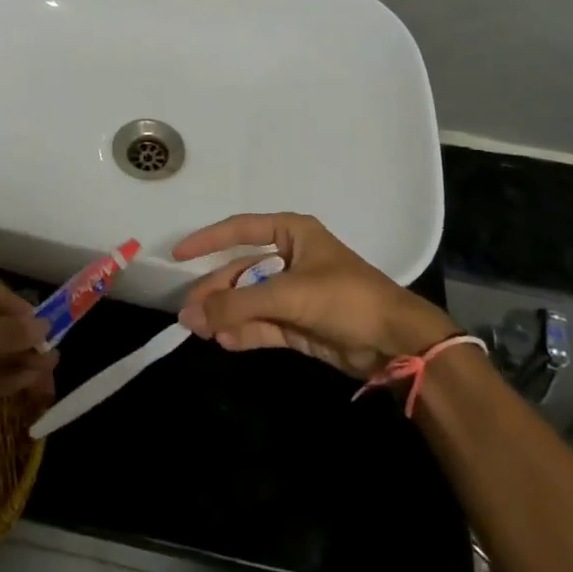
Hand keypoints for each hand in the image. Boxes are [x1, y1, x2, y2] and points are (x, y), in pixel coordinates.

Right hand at [175, 213, 458, 378]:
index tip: (178, 254)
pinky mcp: (297, 323)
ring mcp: (293, 292)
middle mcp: (289, 258)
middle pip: (241, 270)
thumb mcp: (288, 295)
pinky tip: (224, 341)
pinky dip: (243, 332)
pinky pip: (261, 323)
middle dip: (216, 291)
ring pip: (248, 299)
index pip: (240, 229)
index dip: (208, 240)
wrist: (394, 342)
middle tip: (188, 313)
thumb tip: (190, 315)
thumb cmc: (344, 298)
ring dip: (225, 315)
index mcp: (292, 233)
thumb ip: (238, 304)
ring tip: (199, 331)